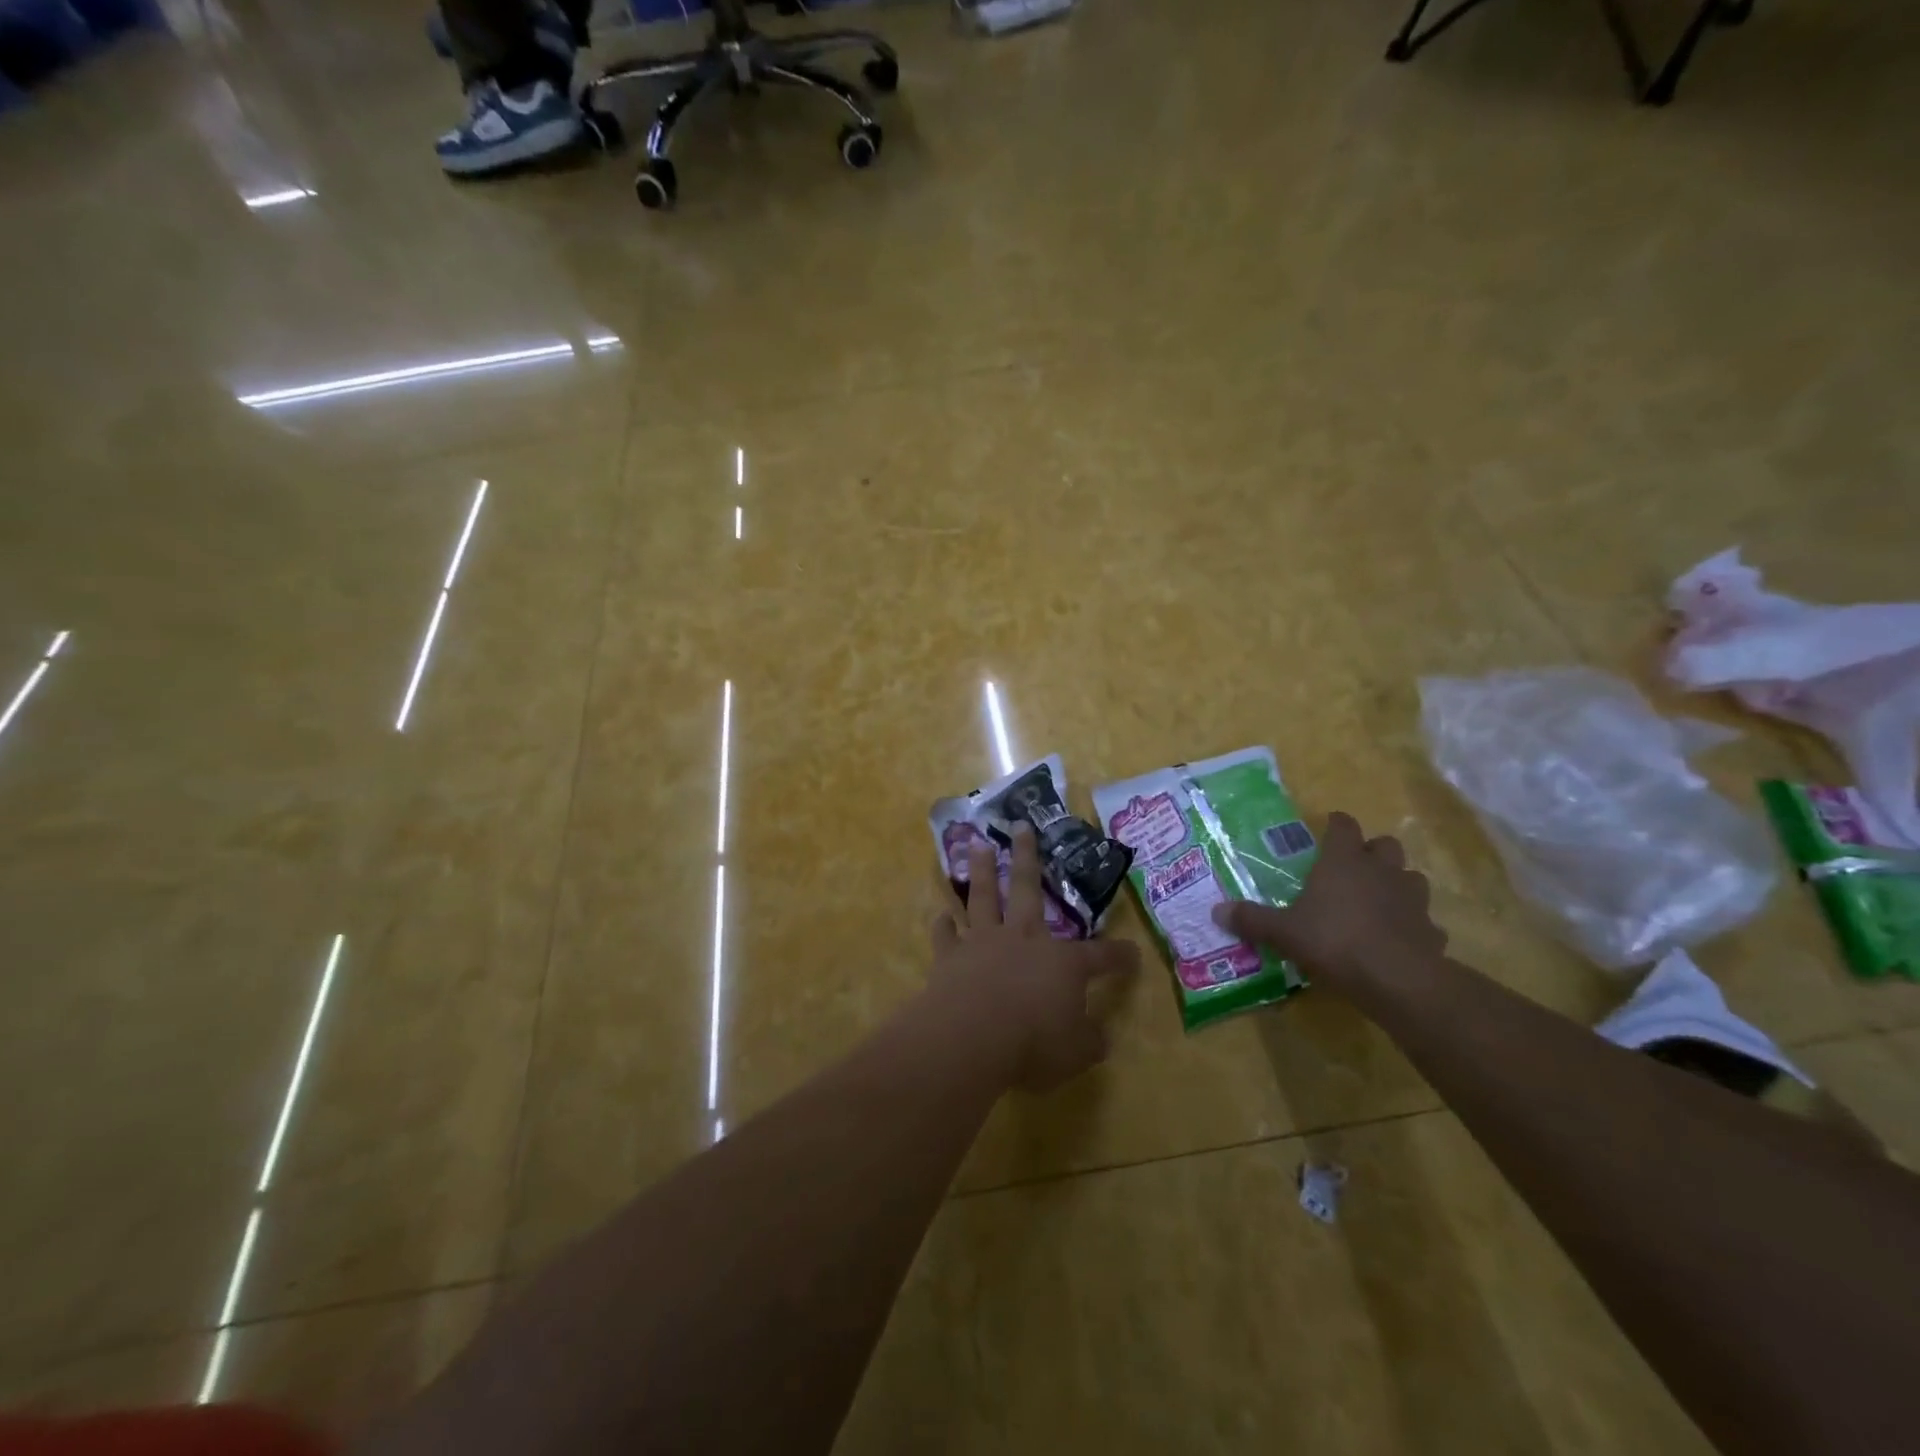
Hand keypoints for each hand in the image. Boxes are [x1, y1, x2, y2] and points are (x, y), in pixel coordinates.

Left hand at [929, 824, 1138, 1091]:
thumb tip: (1101, 1037)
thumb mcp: (1076, 1052)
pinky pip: (945, 935)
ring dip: (981, 871)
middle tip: (1021, 826)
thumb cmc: (1033, 1043)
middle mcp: (1023, 939)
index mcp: (1062, 963)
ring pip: (983, 897)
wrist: (972, 1035)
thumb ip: (1089, 1041)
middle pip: (1027, 889)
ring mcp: (983, 943)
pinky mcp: (950, 957)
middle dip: (1027, 857)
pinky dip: (943, 925)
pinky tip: (941, 915)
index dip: (1119, 956)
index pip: (1100, 956)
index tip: (1133, 953)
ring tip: (979, 845)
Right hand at [1211, 811, 1446, 995]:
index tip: (1328, 828)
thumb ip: (1252, 919)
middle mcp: (1380, 870)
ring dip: (1397, 883)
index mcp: (1343, 861)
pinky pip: (1423, 919)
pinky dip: (1413, 923)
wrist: (1398, 979)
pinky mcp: (1431, 929)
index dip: (1336, 824)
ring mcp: (1412, 898)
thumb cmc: (1334, 941)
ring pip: (1410, 877)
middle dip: (1372, 851)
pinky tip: (1398, 938)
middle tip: (1354, 866)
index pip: (1343, 826)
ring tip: (1378, 900)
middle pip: (1385, 844)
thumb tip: (1216, 911)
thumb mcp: (1283, 932)